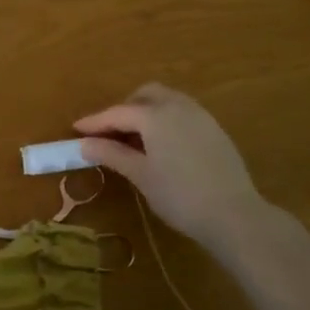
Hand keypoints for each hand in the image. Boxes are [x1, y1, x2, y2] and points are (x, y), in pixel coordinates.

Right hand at [75, 83, 271, 249]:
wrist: (234, 214)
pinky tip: (162, 145)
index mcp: (156, 115)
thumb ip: (112, 154)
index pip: (118, 112)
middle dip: (125, 108)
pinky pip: (183, 112)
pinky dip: (165, 120)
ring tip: (135, 139)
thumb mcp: (141, 175)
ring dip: (147, 111)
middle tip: (110, 133)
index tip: (76, 129)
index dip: (95, 121)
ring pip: (167, 100)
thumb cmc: (179, 196)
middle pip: (145, 95)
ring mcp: (200, 115)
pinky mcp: (215, 129)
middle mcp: (178, 106)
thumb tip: (84, 144)